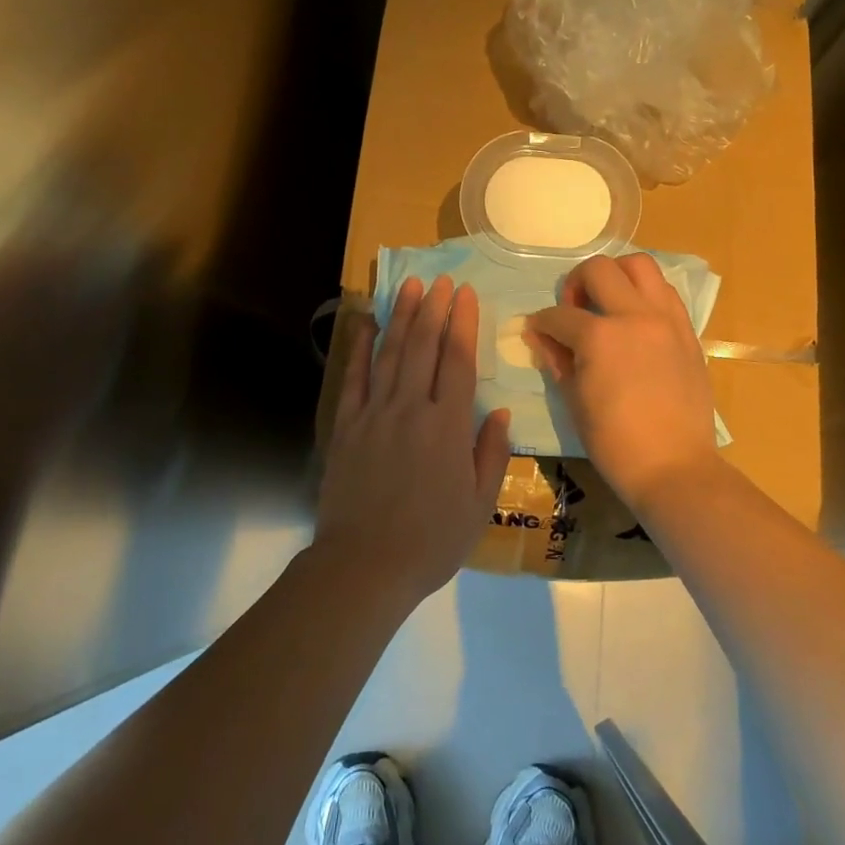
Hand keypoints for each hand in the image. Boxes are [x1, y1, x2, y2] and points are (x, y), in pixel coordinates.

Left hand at [316, 276, 511, 606]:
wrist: (364, 565)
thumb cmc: (431, 541)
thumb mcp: (478, 505)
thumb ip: (491, 454)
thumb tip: (499, 412)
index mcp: (448, 426)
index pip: (458, 361)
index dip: (463, 324)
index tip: (465, 294)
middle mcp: (412, 408)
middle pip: (423, 347)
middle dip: (434, 309)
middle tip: (441, 280)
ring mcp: (375, 414)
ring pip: (390, 353)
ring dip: (401, 317)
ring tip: (409, 286)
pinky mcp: (346, 426)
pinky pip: (353, 378)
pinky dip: (359, 348)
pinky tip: (366, 323)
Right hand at [528, 254, 719, 513]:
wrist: (673, 467)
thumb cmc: (614, 442)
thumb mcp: (574, 401)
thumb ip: (557, 360)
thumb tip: (541, 337)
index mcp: (599, 337)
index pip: (559, 315)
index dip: (541, 322)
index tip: (537, 330)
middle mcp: (634, 316)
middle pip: (599, 269)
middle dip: (576, 283)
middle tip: (574, 309)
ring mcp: (666, 320)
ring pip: (641, 266)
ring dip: (617, 276)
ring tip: (608, 303)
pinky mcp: (687, 332)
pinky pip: (666, 293)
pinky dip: (646, 295)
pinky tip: (636, 320)